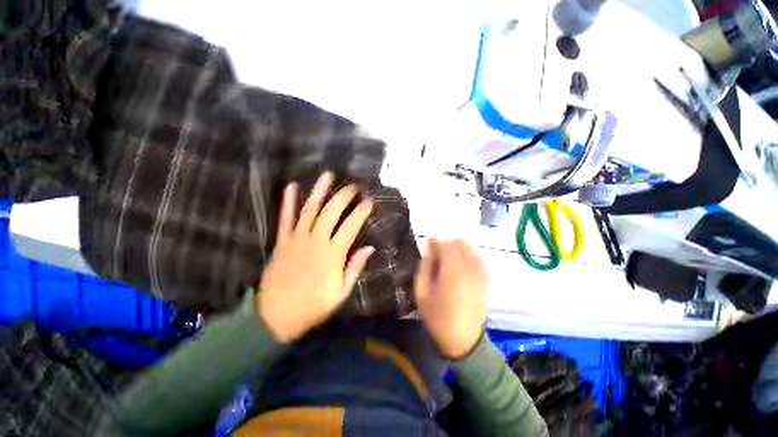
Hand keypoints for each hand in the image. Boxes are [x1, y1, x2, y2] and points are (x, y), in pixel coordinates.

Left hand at [258, 172, 374, 342]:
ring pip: (310, 209)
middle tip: (353, 186)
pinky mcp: (282, 241)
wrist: (275, 317)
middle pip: (331, 212)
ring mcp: (296, 239)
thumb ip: (355, 267)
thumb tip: (370, 247)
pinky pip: (285, 218)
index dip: (362, 211)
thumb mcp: (341, 292)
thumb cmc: (313, 306)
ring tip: (327, 175)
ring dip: (319, 191)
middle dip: (344, 196)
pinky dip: (288, 202)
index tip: (370, 201)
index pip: (351, 226)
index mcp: (332, 255)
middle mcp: (315, 241)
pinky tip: (291, 187)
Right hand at [415, 239, 488, 359]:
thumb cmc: (437, 317)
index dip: (436, 242)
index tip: (429, 243)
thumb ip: (424, 269)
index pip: (446, 246)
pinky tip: (462, 265)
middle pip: (460, 244)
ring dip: (459, 249)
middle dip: (447, 244)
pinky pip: (480, 260)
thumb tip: (428, 252)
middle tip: (437, 253)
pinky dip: (470, 257)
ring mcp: (480, 275)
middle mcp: (469, 270)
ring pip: (471, 250)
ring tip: (449, 259)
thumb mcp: (422, 294)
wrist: (462, 339)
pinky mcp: (486, 282)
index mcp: (452, 273)